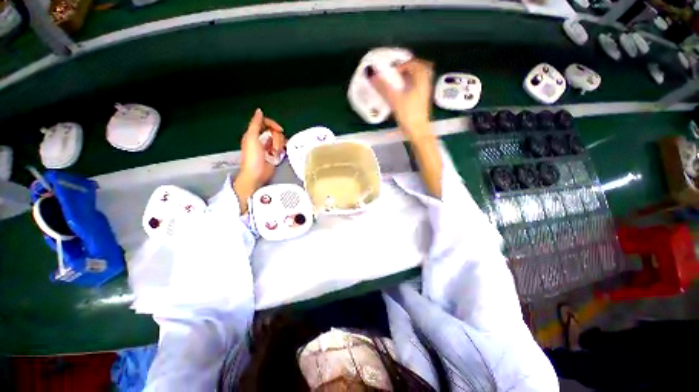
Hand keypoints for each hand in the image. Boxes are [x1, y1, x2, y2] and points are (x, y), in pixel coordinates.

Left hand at [234, 108, 284, 212]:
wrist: (256, 175)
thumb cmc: (252, 157)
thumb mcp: (251, 138)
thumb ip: (255, 124)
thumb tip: (259, 111)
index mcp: (253, 134)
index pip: (265, 122)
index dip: (273, 124)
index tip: (279, 130)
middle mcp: (261, 139)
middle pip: (274, 131)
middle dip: (277, 138)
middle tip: (274, 147)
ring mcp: (268, 147)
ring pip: (279, 139)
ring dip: (279, 145)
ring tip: (275, 153)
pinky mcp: (274, 155)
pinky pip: (281, 147)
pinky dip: (282, 149)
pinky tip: (279, 154)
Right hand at [369, 59, 433, 140]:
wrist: (418, 132)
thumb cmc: (408, 115)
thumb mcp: (395, 100)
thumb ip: (384, 88)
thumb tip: (372, 77)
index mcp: (421, 80)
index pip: (414, 64)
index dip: (402, 65)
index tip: (392, 73)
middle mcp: (425, 84)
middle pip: (419, 69)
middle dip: (407, 68)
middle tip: (396, 73)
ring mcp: (424, 93)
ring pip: (418, 79)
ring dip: (408, 77)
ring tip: (397, 82)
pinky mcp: (422, 101)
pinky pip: (417, 87)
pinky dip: (410, 86)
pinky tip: (401, 93)